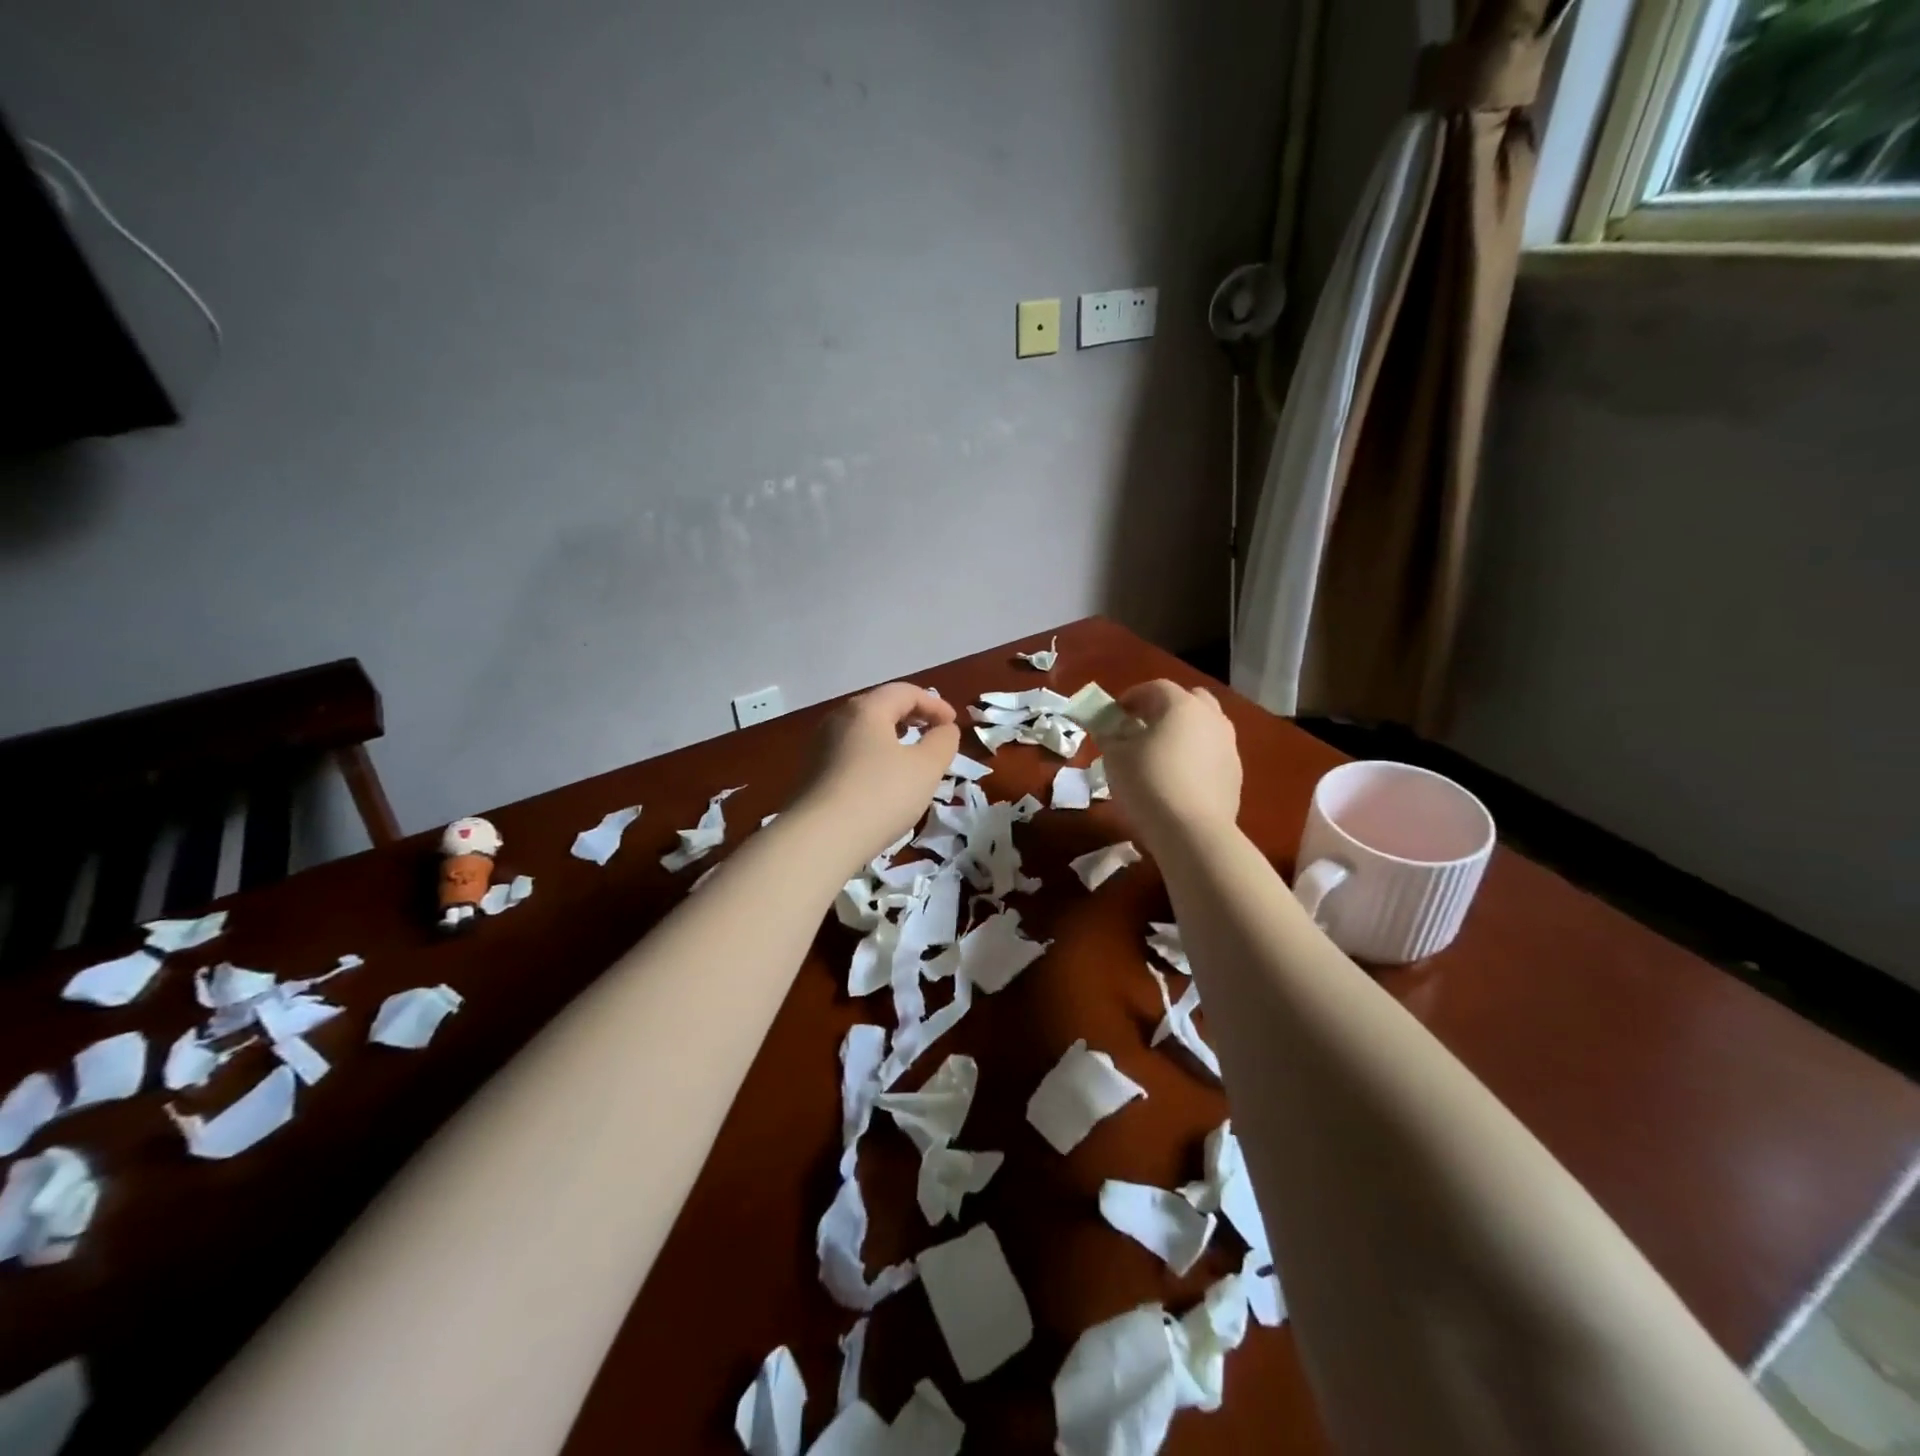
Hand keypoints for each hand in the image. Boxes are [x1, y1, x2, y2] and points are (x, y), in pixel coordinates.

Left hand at [789, 683, 960, 864]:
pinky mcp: (812, 774)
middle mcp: (838, 719)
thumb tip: (944, 729)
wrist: (820, 839)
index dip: (934, 703)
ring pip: (863, 731)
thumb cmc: (881, 794)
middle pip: (880, 707)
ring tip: (910, 756)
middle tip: (933, 733)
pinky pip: (850, 753)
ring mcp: (820, 747)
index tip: (954, 724)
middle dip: (911, 716)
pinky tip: (883, 780)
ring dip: (891, 737)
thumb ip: (942, 742)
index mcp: (866, 709)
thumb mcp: (926, 768)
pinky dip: (873, 756)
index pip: (905, 692)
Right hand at [1100, 680, 1241, 846]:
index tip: (1115, 713)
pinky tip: (1179, 779)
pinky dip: (1196, 758)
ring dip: (1184, 733)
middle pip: (1189, 700)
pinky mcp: (1235, 774)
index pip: (1155, 688)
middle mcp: (1211, 718)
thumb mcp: (1115, 757)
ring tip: (1162, 755)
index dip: (1132, 697)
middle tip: (1143, 727)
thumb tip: (1109, 730)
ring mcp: (1228, 746)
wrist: (1192, 831)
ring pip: (1205, 727)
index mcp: (1181, 705)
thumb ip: (1110, 736)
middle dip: (1165, 709)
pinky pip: (1212, 755)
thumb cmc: (1148, 783)